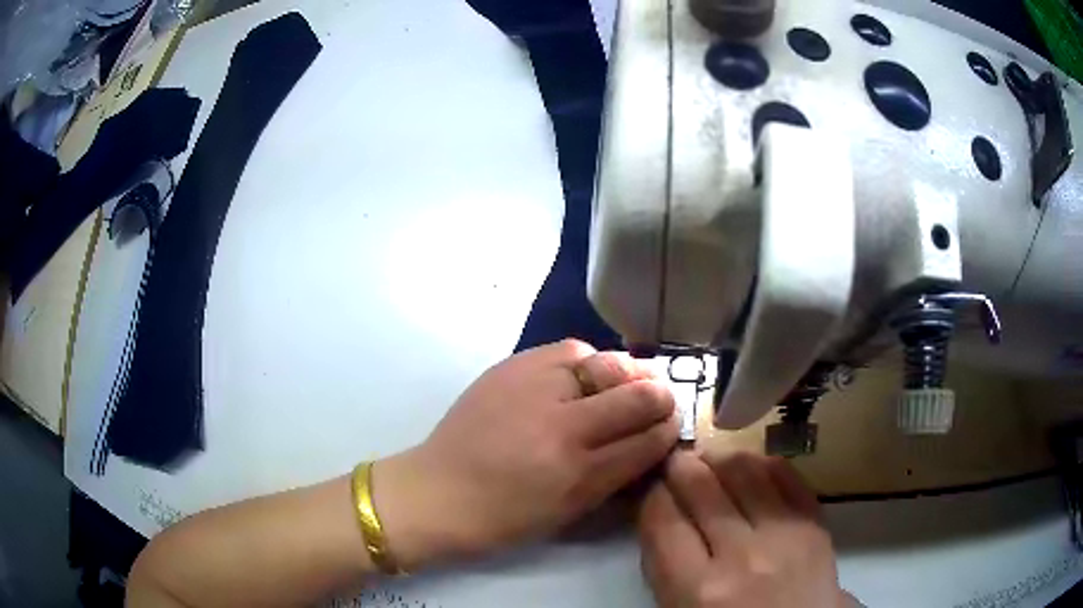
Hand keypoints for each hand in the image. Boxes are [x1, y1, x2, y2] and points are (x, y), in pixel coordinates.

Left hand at [377, 339, 678, 569]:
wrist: (436, 491)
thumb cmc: (504, 517)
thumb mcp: (569, 511)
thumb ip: (617, 476)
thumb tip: (652, 442)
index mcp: (578, 473)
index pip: (649, 440)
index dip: (669, 430)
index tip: (671, 426)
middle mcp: (562, 425)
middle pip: (638, 396)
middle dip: (660, 398)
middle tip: (659, 403)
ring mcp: (535, 388)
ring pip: (609, 363)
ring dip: (627, 375)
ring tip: (625, 385)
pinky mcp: (512, 366)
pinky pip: (570, 350)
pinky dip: (589, 362)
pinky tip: (586, 376)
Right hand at [639, 451, 848, 607]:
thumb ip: (668, 567)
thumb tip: (663, 516)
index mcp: (699, 590)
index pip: (663, 521)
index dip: (651, 495)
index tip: (652, 488)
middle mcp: (742, 557)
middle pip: (701, 487)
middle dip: (680, 465)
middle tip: (675, 461)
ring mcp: (784, 535)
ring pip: (744, 470)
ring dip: (719, 457)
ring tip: (710, 459)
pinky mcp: (814, 522)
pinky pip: (784, 474)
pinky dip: (761, 463)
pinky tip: (750, 468)